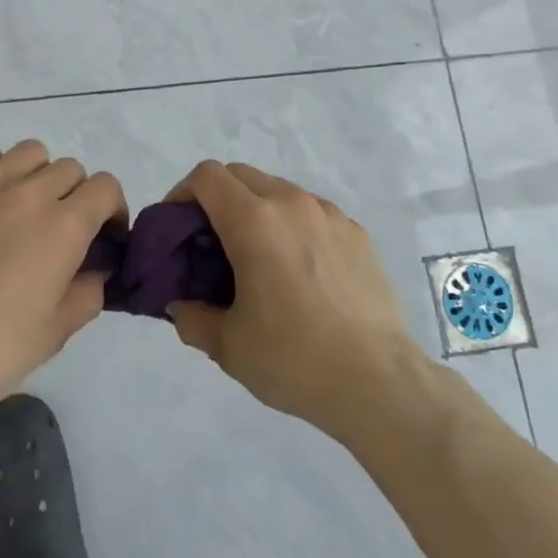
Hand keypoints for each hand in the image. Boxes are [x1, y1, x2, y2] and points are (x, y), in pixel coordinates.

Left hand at [0, 137, 124, 423]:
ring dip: (38, 176)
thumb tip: (94, 270)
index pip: (106, 187)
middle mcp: (28, 194)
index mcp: (63, 227)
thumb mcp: (55, 334)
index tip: (103, 236)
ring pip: (30, 153)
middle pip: (70, 169)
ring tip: (22, 208)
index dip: (112, 210)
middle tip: (59, 232)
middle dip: (76, 197)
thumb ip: (88, 292)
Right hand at [165, 161, 424, 440]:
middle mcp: (292, 203)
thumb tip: (181, 305)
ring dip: (256, 211)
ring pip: (278, 191)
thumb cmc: (295, 359)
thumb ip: (192, 317)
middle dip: (216, 199)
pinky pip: (312, 213)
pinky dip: (292, 227)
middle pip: (240, 175)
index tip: (177, 228)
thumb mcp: (228, 346)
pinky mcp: (356, 233)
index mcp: (254, 221)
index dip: (182, 193)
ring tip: (258, 260)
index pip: (207, 176)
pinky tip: (300, 274)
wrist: (379, 382)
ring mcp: (330, 214)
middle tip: (210, 244)